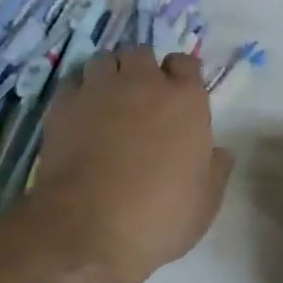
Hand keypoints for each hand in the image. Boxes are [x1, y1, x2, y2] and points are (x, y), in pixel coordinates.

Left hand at [30, 47, 232, 282]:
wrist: (85, 228)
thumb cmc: (156, 216)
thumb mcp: (205, 204)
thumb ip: (216, 169)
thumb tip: (218, 152)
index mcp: (185, 100)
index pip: (186, 63)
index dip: (182, 76)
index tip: (178, 97)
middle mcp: (144, 83)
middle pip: (143, 54)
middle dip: (143, 70)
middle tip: (141, 98)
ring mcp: (100, 89)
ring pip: (106, 60)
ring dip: (110, 74)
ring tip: (108, 100)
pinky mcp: (64, 104)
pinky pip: (74, 82)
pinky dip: (79, 93)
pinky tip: (80, 115)